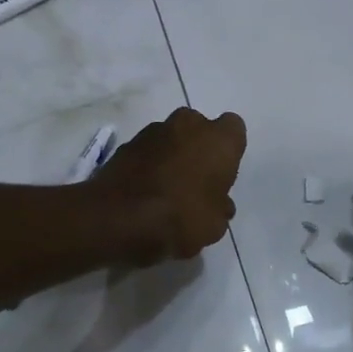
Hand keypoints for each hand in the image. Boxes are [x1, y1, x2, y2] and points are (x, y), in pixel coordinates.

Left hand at [89, 108, 246, 265]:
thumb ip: (220, 208)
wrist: (117, 219)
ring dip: (172, 155)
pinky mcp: (126, 144)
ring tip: (167, 189)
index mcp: (218, 140)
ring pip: (172, 138)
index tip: (222, 174)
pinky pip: (148, 151)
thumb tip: (219, 204)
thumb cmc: (180, 218)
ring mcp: (154, 131)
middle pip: (200, 129)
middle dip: (199, 148)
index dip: (229, 151)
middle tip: (196, 180)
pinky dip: (149, 165)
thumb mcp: (215, 226)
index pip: (234, 129)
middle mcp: (189, 125)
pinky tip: (145, 192)